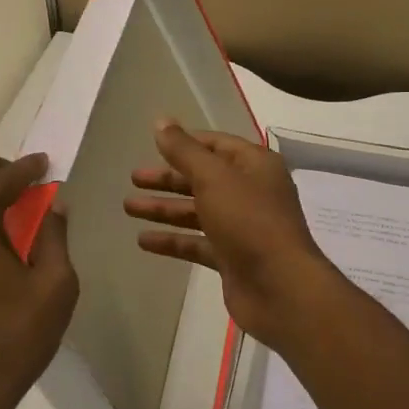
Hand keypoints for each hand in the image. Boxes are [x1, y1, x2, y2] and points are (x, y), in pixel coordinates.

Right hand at [124, 119, 342, 350]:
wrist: (280, 287)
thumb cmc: (249, 220)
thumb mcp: (214, 177)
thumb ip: (184, 151)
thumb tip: (161, 121)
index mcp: (255, 165)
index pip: (217, 145)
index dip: (187, 142)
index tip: (155, 143)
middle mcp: (251, 192)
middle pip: (203, 178)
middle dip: (168, 178)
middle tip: (134, 178)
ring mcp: (242, 227)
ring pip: (197, 211)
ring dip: (164, 208)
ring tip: (128, 207)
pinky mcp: (232, 257)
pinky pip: (197, 243)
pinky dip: (173, 240)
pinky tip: (143, 240)